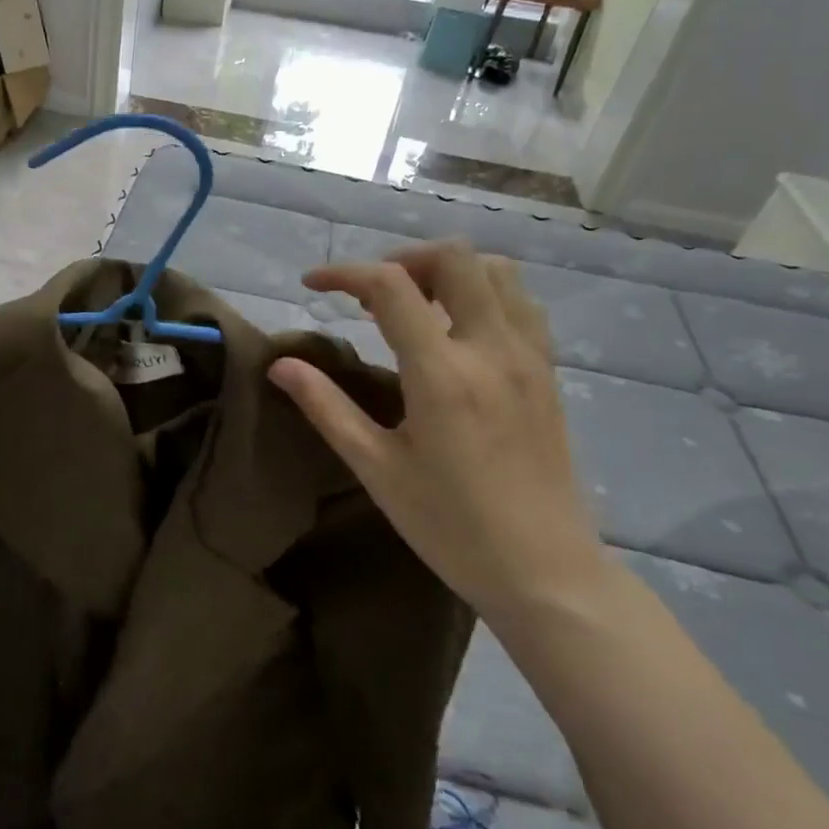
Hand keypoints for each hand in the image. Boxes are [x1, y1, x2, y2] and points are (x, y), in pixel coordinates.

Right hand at [268, 243, 606, 620]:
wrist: (545, 571)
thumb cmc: (451, 526)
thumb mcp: (376, 468)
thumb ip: (326, 407)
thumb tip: (280, 365)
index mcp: (442, 373)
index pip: (390, 286)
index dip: (344, 273)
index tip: (312, 285)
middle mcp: (491, 349)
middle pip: (454, 257)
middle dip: (402, 258)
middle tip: (370, 294)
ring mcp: (529, 357)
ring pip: (495, 271)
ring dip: (448, 271)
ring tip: (415, 304)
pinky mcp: (548, 372)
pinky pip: (520, 303)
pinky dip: (484, 292)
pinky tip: (458, 329)